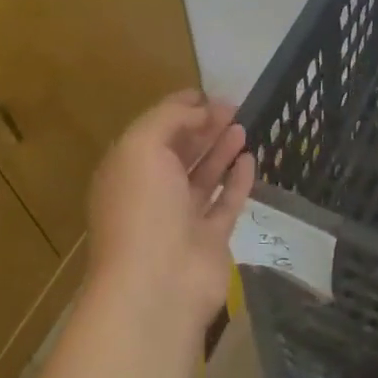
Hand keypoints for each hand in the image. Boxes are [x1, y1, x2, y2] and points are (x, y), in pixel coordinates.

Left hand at [87, 91, 255, 331]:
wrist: (158, 284)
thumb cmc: (143, 208)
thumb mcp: (143, 147)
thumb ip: (169, 119)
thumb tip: (198, 108)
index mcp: (127, 171)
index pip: (153, 132)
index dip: (178, 110)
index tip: (205, 93)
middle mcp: (152, 193)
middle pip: (180, 153)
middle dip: (203, 127)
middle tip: (232, 107)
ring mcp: (181, 219)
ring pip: (203, 177)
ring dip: (220, 150)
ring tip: (242, 126)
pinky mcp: (210, 240)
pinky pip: (225, 203)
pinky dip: (237, 181)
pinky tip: (250, 159)